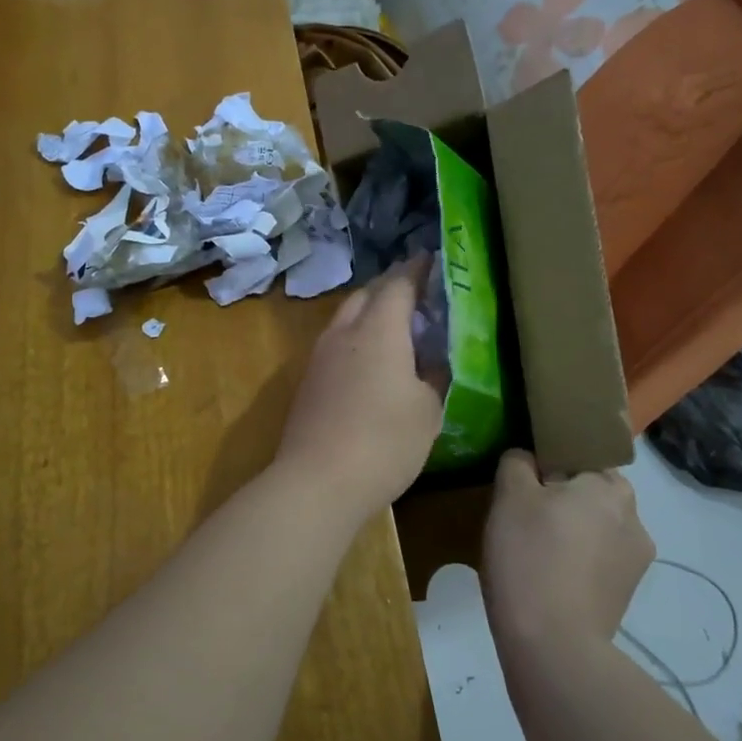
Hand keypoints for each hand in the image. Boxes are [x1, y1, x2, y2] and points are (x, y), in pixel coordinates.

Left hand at [276, 260, 445, 516]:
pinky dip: (357, 337)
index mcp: (379, 330)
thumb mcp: (427, 411)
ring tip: (396, 325)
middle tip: (417, 293)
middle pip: (367, 294)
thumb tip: (430, 362)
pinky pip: (336, 342)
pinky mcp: (308, 380)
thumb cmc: (384, 442)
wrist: (317, 481)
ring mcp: (320, 356)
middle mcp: (345, 332)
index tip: (432, 260)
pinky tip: (371, 359)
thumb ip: (433, 377)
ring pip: (347, 317)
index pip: (398, 284)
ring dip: (370, 312)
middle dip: (391, 286)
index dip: (417, 269)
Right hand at [482, 450, 654, 648]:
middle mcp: (635, 518)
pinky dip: (578, 561)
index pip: (580, 455)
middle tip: (525, 516)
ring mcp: (636, 561)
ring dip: (572, 531)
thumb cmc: (529, 555)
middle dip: (563, 499)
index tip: (525, 484)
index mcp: (609, 486)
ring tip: (535, 551)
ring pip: (596, 528)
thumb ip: (518, 463)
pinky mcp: (627, 594)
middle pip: (591, 493)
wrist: (552, 643)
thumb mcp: (510, 495)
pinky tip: (549, 577)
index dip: (549, 464)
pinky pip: (598, 560)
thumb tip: (528, 459)